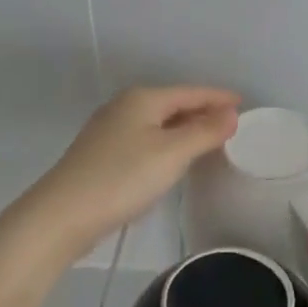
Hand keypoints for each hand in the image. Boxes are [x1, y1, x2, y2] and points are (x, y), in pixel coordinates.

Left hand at [16, 86, 239, 261]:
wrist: (63, 215)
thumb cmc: (123, 178)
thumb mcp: (172, 153)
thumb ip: (205, 131)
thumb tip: (231, 113)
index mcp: (143, 99)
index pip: (191, 92)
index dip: (218, 97)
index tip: (244, 103)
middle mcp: (124, 107)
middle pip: (173, 104)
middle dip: (202, 111)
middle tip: (232, 123)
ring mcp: (109, 131)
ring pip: (158, 123)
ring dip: (185, 128)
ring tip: (210, 139)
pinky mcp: (102, 155)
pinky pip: (146, 140)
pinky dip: (167, 143)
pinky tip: (174, 158)